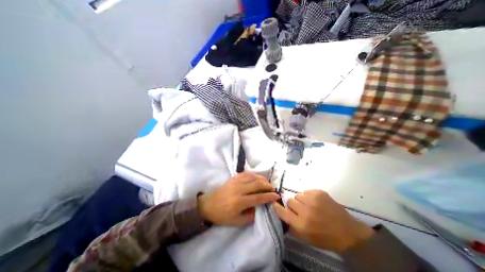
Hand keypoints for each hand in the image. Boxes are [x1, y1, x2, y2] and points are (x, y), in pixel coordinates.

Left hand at [197, 172, 280, 226]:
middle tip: (272, 189)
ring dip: (262, 179)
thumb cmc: (223, 215)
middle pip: (257, 184)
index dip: (269, 197)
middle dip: (268, 186)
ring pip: (253, 176)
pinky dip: (254, 175)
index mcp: (239, 202)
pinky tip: (257, 178)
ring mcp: (235, 181)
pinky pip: (246, 173)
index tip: (277, 196)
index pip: (258, 197)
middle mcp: (238, 189)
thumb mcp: (237, 221)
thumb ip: (251, 215)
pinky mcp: (233, 178)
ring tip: (267, 183)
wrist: (209, 205)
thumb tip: (262, 208)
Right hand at [272, 191, 374, 251]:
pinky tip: (316, 202)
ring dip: (301, 200)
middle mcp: (305, 211)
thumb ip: (291, 226)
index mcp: (301, 225)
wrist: (348, 232)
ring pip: (297, 195)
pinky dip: (309, 196)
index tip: (275, 203)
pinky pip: (306, 191)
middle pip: (289, 201)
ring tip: (310, 206)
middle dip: (293, 205)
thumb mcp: (306, 238)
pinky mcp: (319, 193)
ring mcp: (312, 200)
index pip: (282, 211)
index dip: (277, 207)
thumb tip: (281, 213)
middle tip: (301, 210)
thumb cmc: (325, 238)